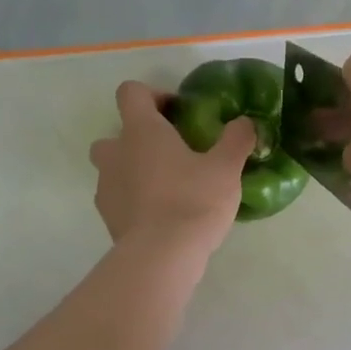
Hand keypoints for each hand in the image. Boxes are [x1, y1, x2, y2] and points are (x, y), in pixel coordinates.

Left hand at [90, 81, 254, 259]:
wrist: (162, 256)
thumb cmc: (193, 200)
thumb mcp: (226, 167)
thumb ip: (236, 138)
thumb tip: (245, 122)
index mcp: (141, 131)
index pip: (132, 92)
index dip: (154, 95)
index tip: (179, 112)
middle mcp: (116, 152)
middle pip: (117, 132)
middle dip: (140, 138)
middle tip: (173, 153)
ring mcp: (106, 186)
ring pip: (115, 167)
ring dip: (135, 169)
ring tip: (169, 186)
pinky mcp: (107, 217)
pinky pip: (118, 197)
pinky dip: (135, 199)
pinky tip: (162, 214)